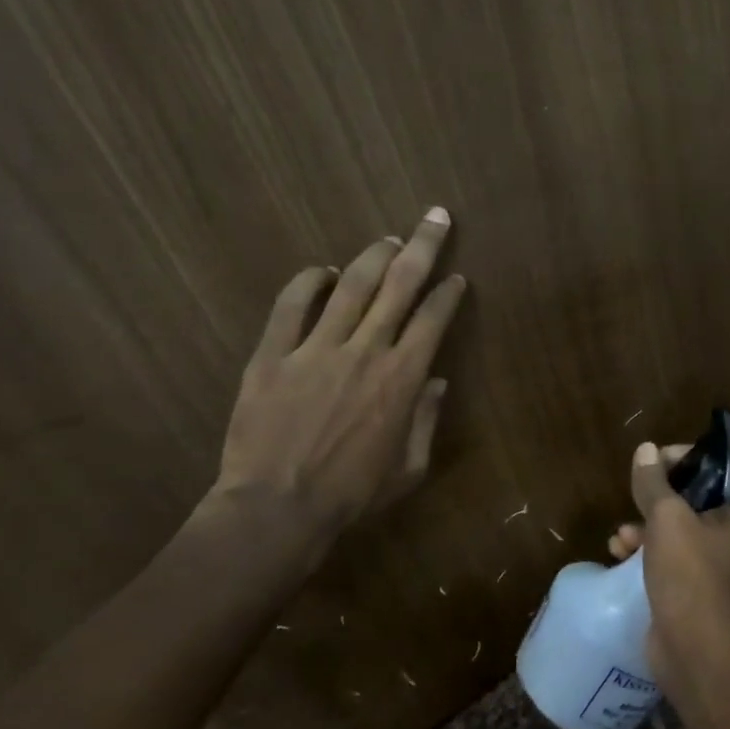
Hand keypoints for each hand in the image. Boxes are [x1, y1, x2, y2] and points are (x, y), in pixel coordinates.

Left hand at [210, 207, 466, 563]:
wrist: (276, 510)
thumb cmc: (352, 496)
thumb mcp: (408, 468)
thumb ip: (426, 420)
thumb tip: (435, 382)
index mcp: (402, 378)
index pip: (433, 320)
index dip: (448, 294)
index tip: (456, 278)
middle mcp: (366, 351)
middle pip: (399, 285)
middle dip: (423, 247)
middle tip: (435, 217)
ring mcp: (316, 349)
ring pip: (350, 286)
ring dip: (373, 257)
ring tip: (388, 239)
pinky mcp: (273, 356)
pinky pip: (291, 306)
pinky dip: (307, 283)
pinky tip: (320, 271)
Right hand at [607, 440, 729, 685]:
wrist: (693, 650)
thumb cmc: (689, 574)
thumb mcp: (667, 519)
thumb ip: (654, 482)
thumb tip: (645, 449)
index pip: (724, 466)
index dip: (691, 456)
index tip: (658, 459)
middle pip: (696, 496)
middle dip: (660, 492)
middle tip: (636, 489)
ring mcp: (712, 562)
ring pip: (677, 526)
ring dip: (645, 523)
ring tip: (622, 533)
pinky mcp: (690, 586)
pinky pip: (666, 554)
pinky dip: (644, 549)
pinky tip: (618, 552)